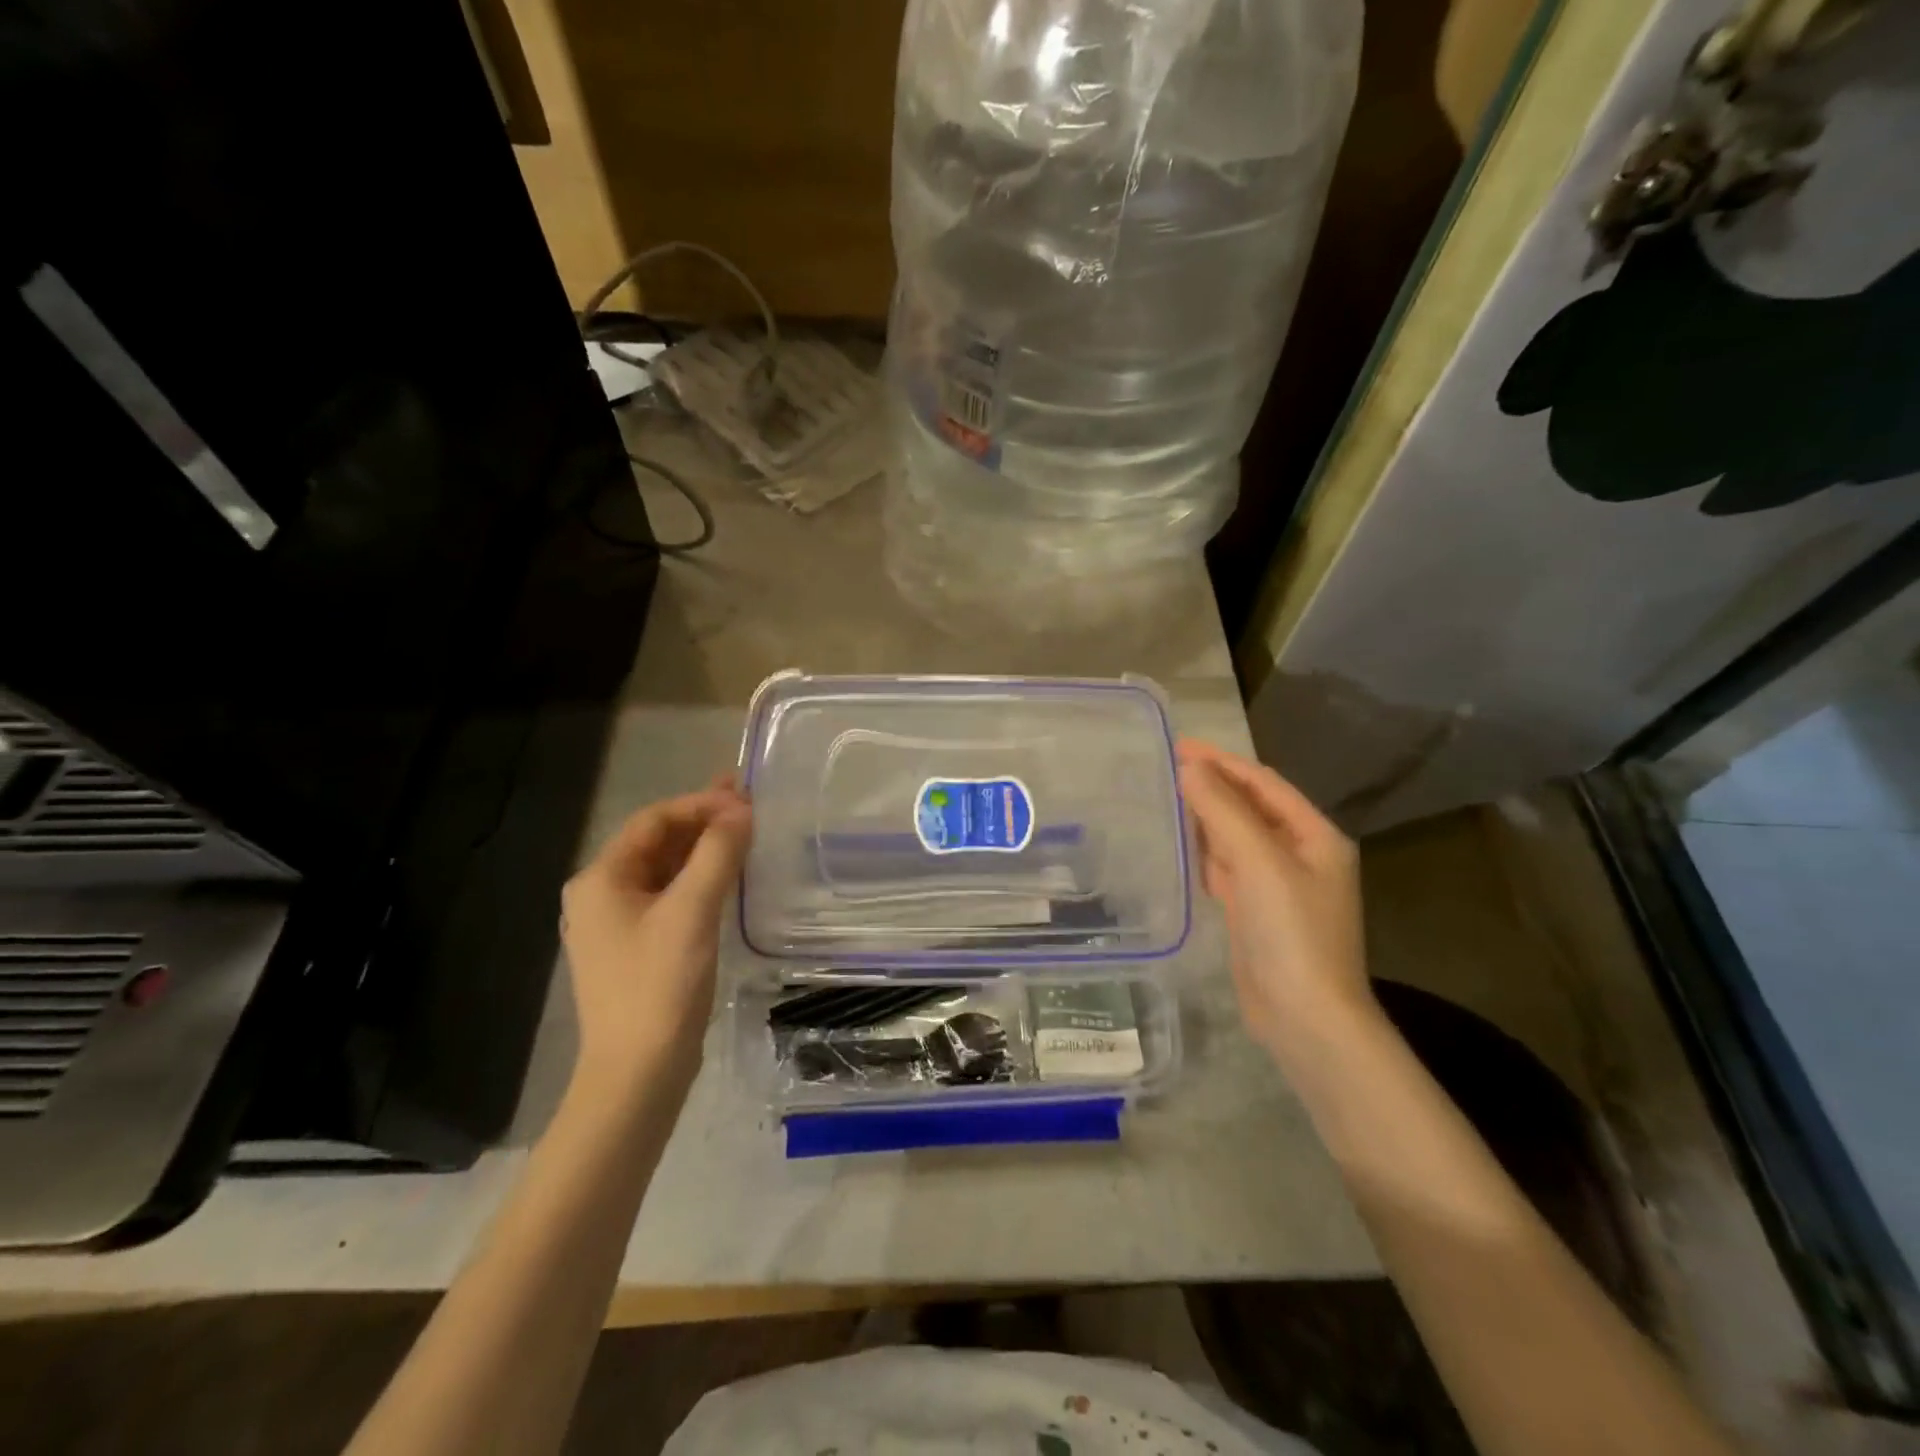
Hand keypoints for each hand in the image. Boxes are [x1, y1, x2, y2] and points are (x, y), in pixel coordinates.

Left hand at [560, 782, 751, 1096]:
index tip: (746, 800)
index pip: (654, 820)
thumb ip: (717, 854)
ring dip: (703, 849)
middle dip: (703, 821)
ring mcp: (617, 924)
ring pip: (665, 870)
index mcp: (601, 879)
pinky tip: (729, 876)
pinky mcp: (638, 948)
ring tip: (746, 832)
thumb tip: (741, 810)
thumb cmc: (659, 986)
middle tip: (750, 805)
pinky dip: (699, 880)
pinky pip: (670, 898)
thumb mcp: (692, 912)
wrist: (637, 1074)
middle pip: (657, 842)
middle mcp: (601, 895)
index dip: (701, 803)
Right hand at [1176, 739, 1375, 1070]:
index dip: (1222, 761)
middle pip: (1250, 808)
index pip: (1263, 784)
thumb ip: (1224, 811)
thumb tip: (1191, 768)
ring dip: (1206, 817)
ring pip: (1236, 838)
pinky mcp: (1256, 912)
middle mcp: (1300, 855)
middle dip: (1212, 786)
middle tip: (1165, 767)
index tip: (1179, 745)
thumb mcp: (1259, 862)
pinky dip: (1205, 852)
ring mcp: (1278, 886)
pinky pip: (1228, 869)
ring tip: (1166, 797)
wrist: (1305, 1018)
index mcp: (1315, 836)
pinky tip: (1181, 845)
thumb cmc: (1291, 932)